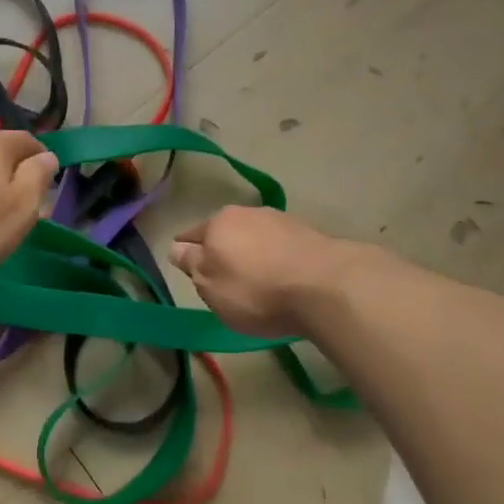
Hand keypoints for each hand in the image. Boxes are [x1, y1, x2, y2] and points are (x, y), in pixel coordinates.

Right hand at [168, 206, 366, 336]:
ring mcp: (281, 220)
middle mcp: (247, 213)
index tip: (186, 265)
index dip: (186, 251)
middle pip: (225, 232)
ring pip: (255, 236)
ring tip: (257, 279)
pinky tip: (284, 277)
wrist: (326, 286)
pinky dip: (277, 259)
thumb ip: (191, 265)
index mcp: (217, 223)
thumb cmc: (256, 290)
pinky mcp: (310, 233)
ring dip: (252, 253)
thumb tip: (176, 248)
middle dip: (222, 250)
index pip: (191, 235)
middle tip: (222, 277)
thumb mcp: (210, 286)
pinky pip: (282, 246)